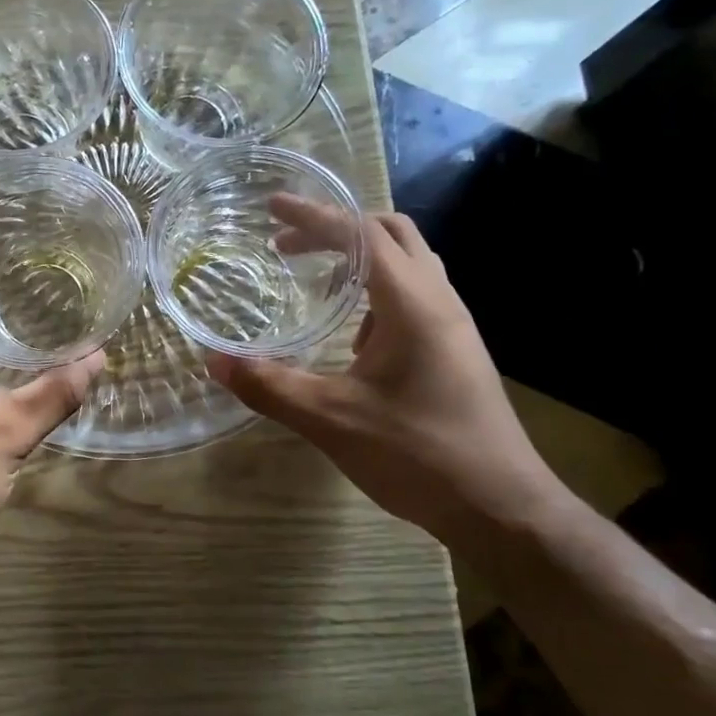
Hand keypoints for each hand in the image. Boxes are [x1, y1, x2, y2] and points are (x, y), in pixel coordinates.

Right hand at [206, 197, 566, 546]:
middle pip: (391, 232)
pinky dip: (376, 288)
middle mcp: (438, 300)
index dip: (312, 216)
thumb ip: (270, 386)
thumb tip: (214, 362)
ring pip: (408, 261)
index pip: (359, 235)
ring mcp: (452, 325)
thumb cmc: (418, 454)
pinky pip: (414, 294)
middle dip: (336, 227)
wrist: (501, 507)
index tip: (271, 208)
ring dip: (359, 255)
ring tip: (314, 277)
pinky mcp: (454, 349)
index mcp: (412, 304)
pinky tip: (351, 331)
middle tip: (287, 244)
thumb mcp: (332, 420)